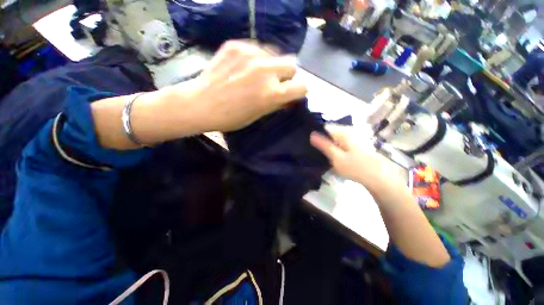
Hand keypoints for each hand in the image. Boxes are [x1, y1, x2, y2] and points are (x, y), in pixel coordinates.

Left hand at [181, 40, 306, 131]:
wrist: (201, 104)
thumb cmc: (231, 117)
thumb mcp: (259, 115)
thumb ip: (277, 103)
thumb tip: (289, 97)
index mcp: (272, 93)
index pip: (302, 87)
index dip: (299, 91)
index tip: (292, 93)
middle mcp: (265, 70)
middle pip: (292, 65)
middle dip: (287, 75)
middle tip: (275, 82)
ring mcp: (250, 54)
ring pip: (275, 54)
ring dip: (271, 65)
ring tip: (257, 74)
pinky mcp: (237, 45)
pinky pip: (256, 49)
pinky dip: (255, 58)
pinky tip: (243, 67)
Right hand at [310, 125, 404, 193]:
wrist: (380, 178)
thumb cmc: (356, 167)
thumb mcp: (336, 157)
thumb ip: (323, 145)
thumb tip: (311, 134)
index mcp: (343, 132)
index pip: (324, 127)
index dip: (316, 134)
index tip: (309, 143)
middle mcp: (349, 131)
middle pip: (330, 133)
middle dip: (322, 140)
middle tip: (314, 151)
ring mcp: (354, 138)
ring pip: (335, 139)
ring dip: (328, 145)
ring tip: (321, 155)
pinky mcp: (356, 145)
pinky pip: (341, 144)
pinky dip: (335, 149)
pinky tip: (333, 157)